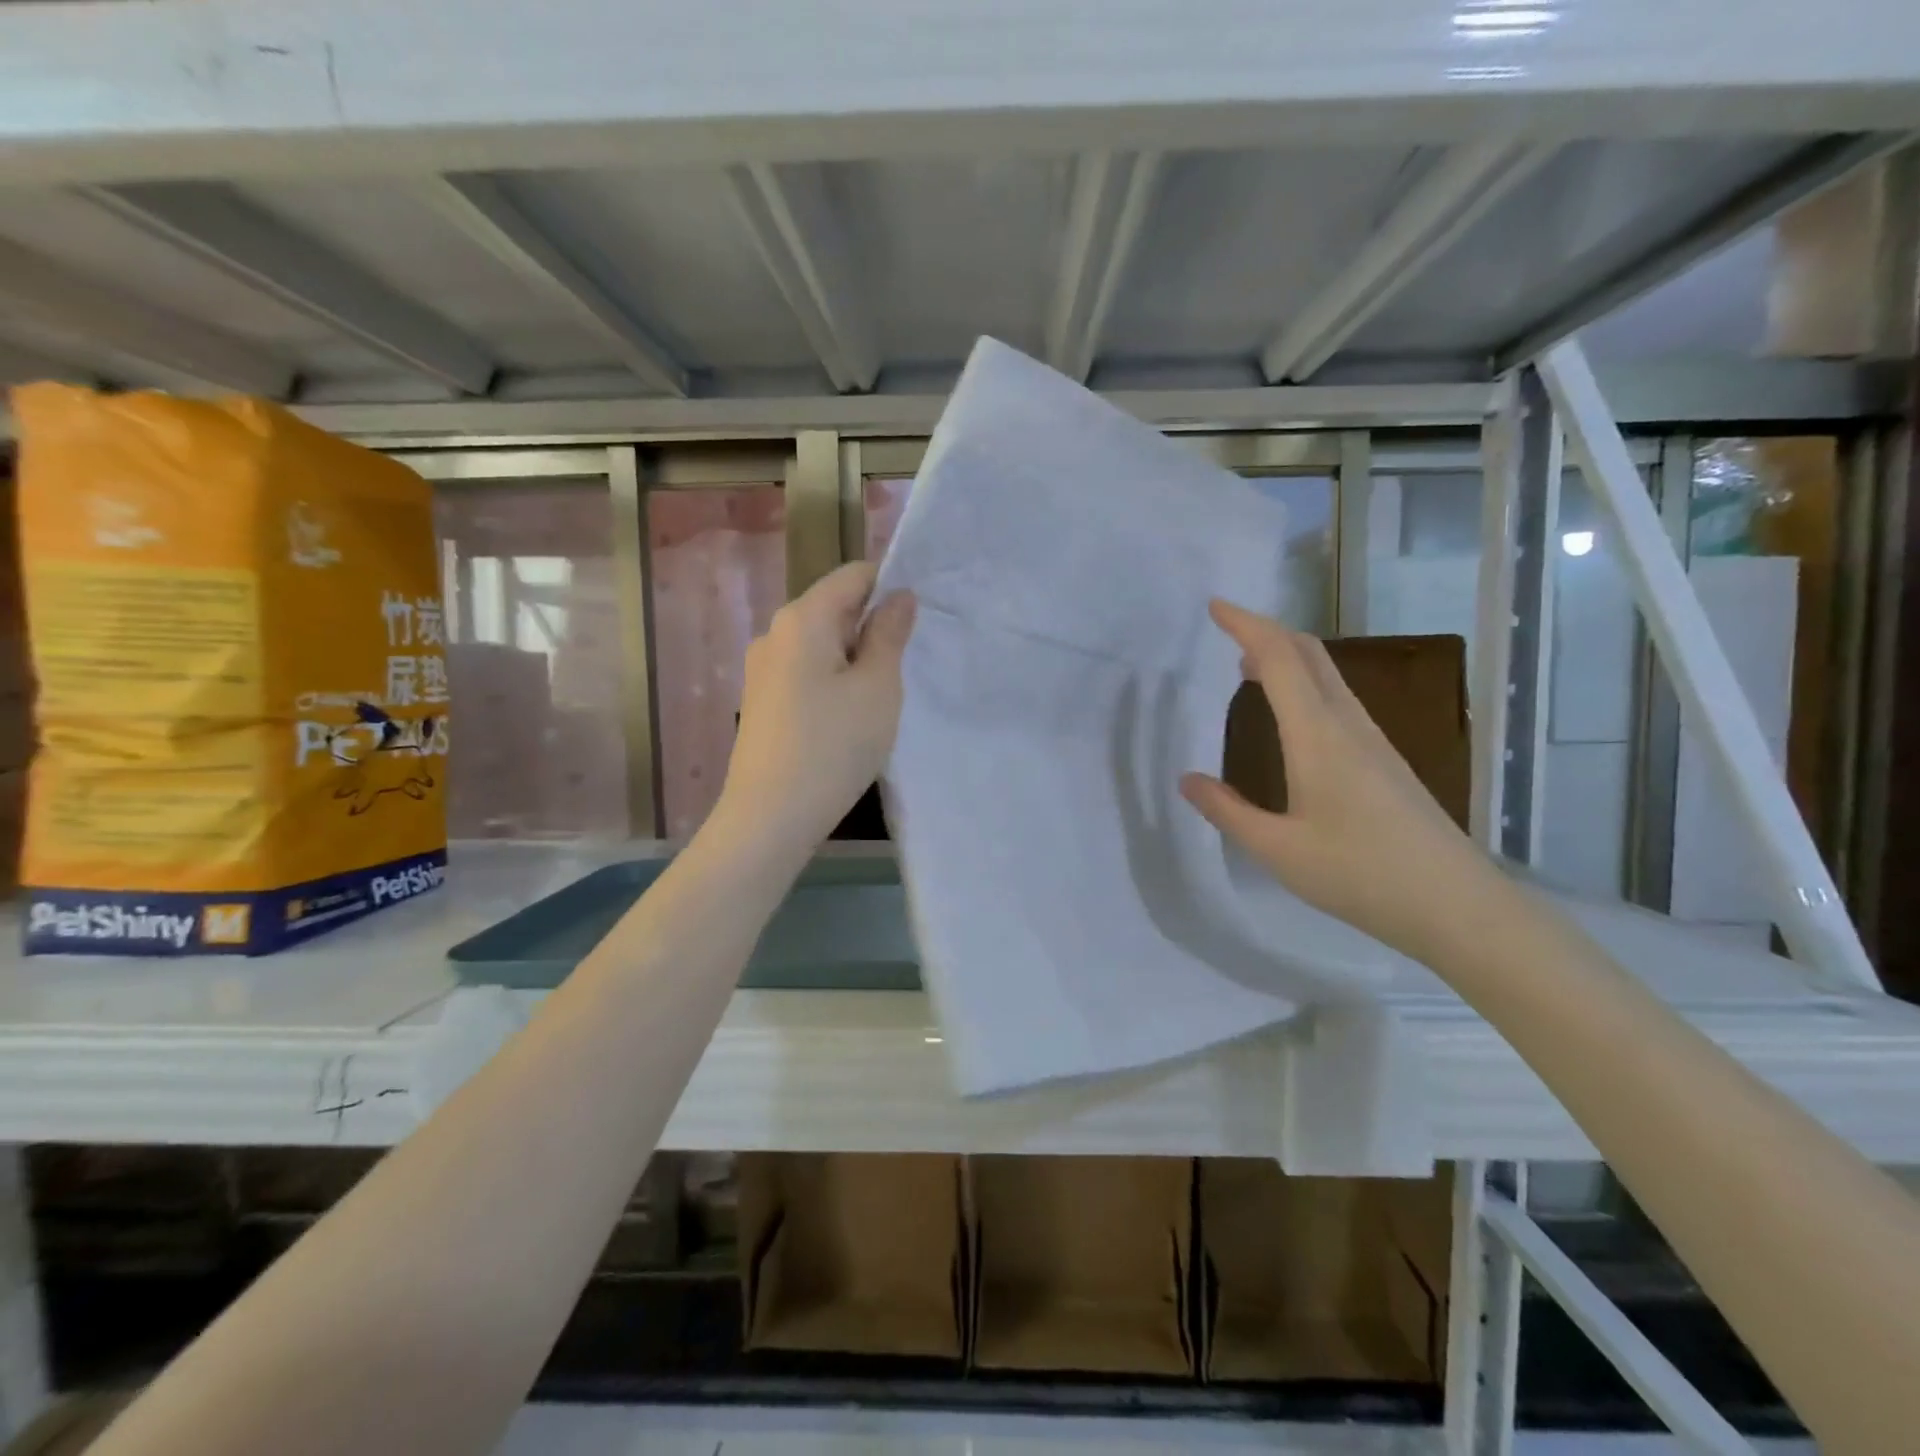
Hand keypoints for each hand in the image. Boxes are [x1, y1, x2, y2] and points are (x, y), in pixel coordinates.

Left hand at [715, 561, 915, 848]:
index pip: (853, 575)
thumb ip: (889, 635)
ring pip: (821, 645)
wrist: (769, 818)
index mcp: (802, 618)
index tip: (918, 622)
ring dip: (855, 659)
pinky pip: (806, 673)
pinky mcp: (761, 701)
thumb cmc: (833, 746)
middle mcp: (774, 633)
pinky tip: (848, 719)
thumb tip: (899, 597)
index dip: (891, 587)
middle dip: (873, 628)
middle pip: (835, 609)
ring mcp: (762, 669)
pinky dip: (833, 682)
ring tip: (880, 699)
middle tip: (905, 668)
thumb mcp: (878, 687)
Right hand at [1179, 600, 1490, 959]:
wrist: (1457, 905)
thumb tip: (1187, 780)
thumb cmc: (1361, 876)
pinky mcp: (1384, 759)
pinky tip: (1291, 712)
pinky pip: (1337, 698)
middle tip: (1226, 627)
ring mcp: (1372, 740)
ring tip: (1247, 665)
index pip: (1278, 659)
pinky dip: (1305, 682)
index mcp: (1318, 736)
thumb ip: (1228, 812)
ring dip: (1286, 655)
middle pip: (1308, 654)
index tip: (1215, 606)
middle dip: (1266, 630)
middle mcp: (1348, 725)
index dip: (1246, 625)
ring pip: (1327, 673)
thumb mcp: (1278, 850)